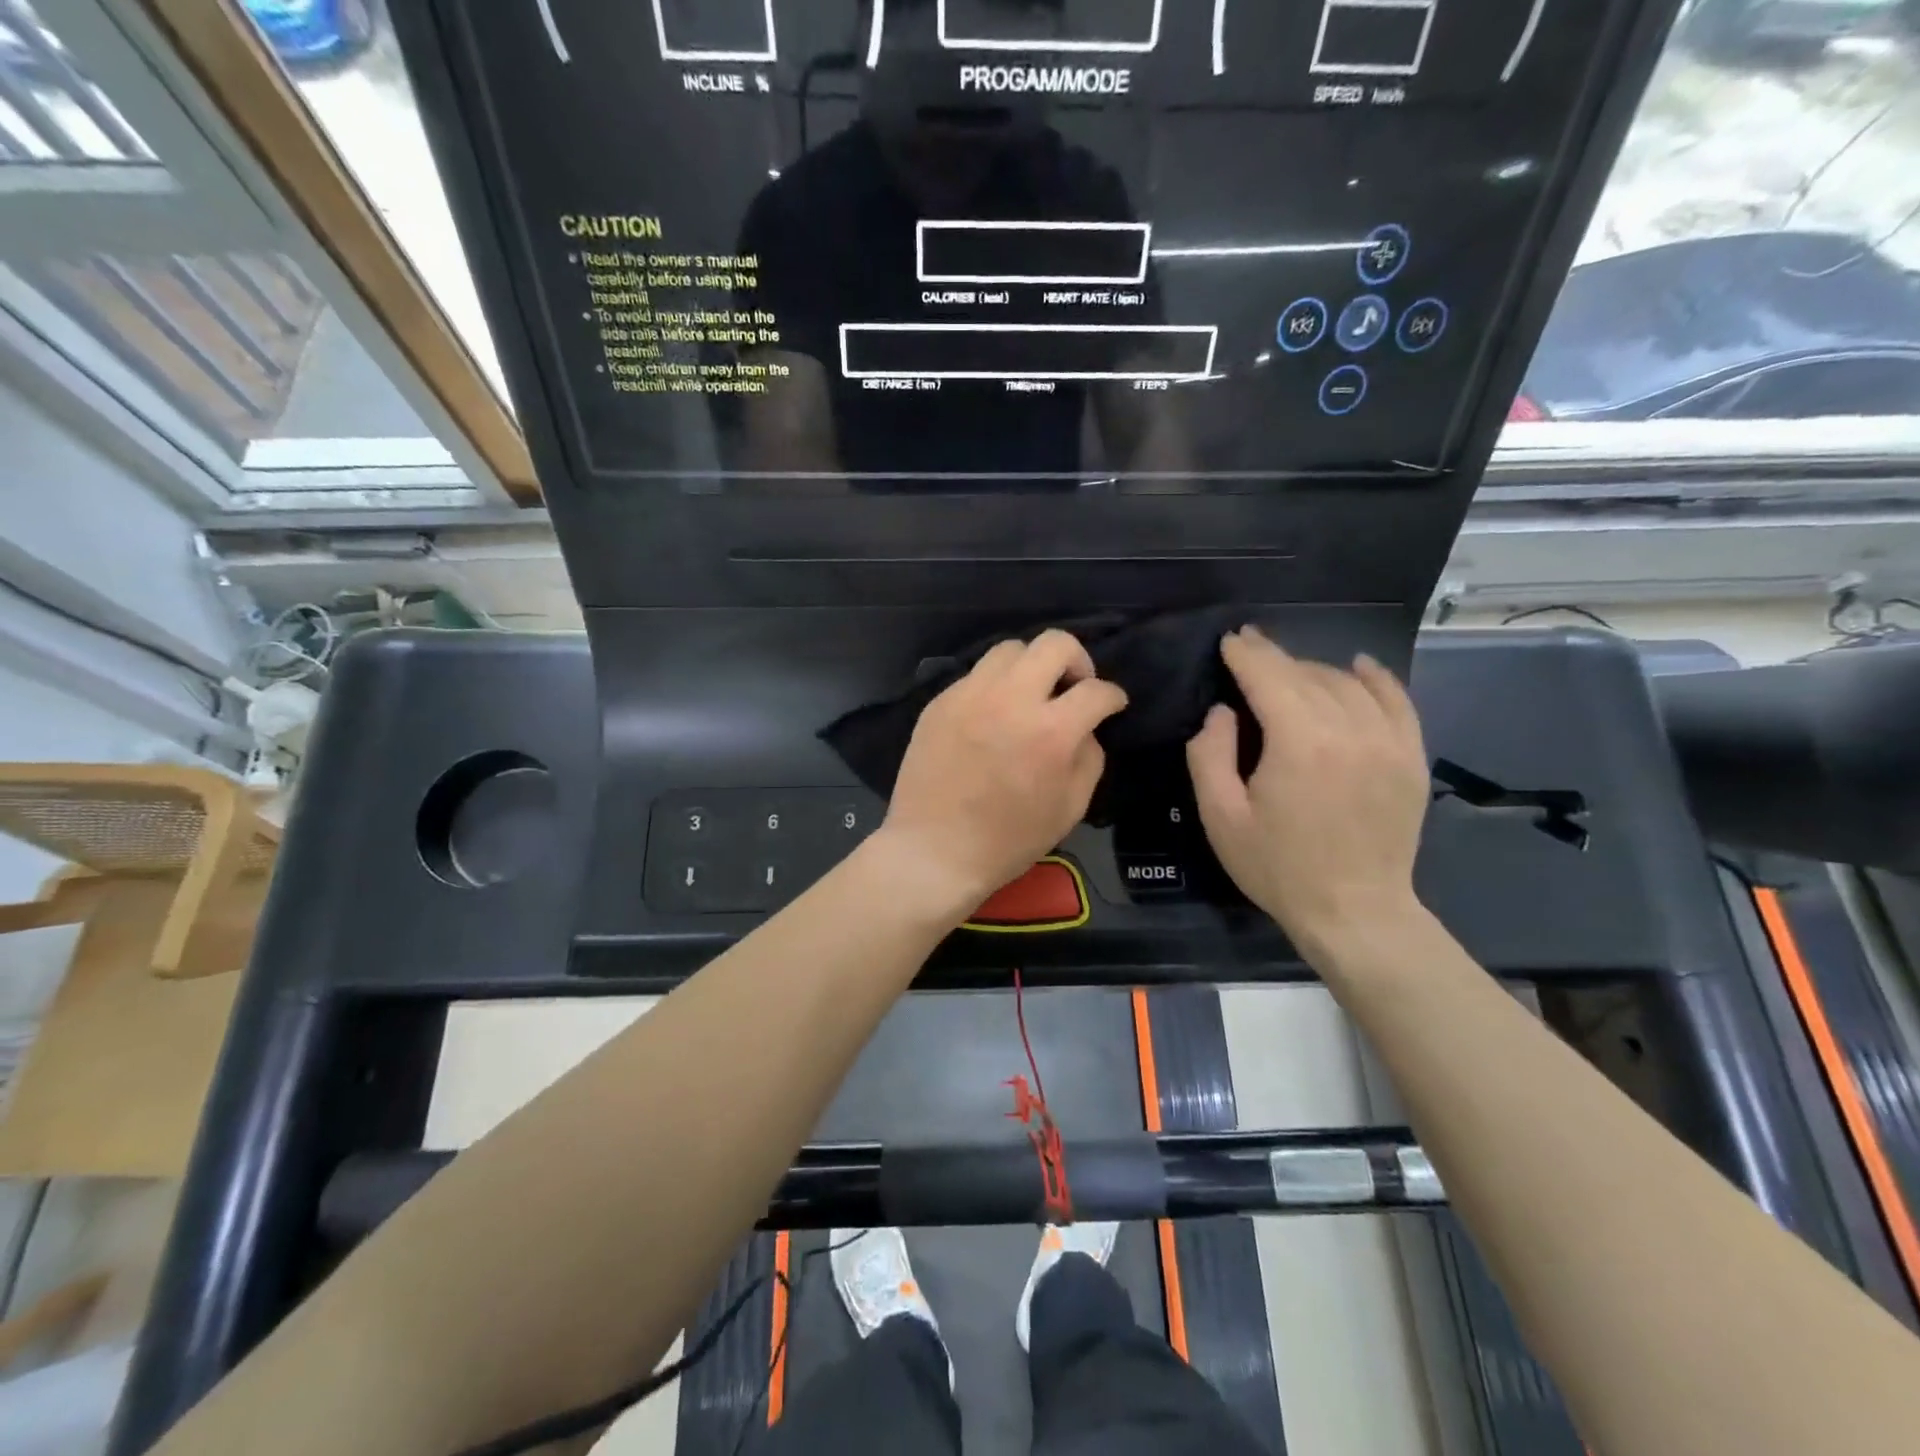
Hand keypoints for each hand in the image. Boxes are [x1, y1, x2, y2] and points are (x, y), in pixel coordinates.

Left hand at [878, 630, 1127, 916]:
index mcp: (1051, 731)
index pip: (1096, 690)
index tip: (1112, 704)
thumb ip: (1089, 758)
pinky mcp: (940, 702)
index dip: (1113, 696)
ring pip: (1010, 649)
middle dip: (1077, 659)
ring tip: (1030, 695)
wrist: (935, 850)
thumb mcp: (1070, 808)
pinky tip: (993, 715)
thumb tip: (1085, 730)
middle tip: (1073, 687)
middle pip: (1054, 642)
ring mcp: (970, 695)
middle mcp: (1011, 700)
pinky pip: (976, 675)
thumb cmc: (1008, 840)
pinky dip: (995, 687)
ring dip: (1031, 666)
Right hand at [1187, 627, 1428, 945]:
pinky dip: (1376, 678)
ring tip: (1289, 673)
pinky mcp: (1411, 758)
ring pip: (1347, 683)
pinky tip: (1359, 666)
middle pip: (1307, 674)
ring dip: (1313, 670)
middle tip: (1250, 649)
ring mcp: (1388, 742)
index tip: (1230, 639)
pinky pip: (1397, 701)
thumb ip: (1209, 755)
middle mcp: (1349, 729)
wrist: (1354, 912)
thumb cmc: (1277, 867)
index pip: (1270, 676)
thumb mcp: (1221, 817)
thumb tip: (1222, 712)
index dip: (1246, 654)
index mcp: (1299, 742)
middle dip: (1274, 657)